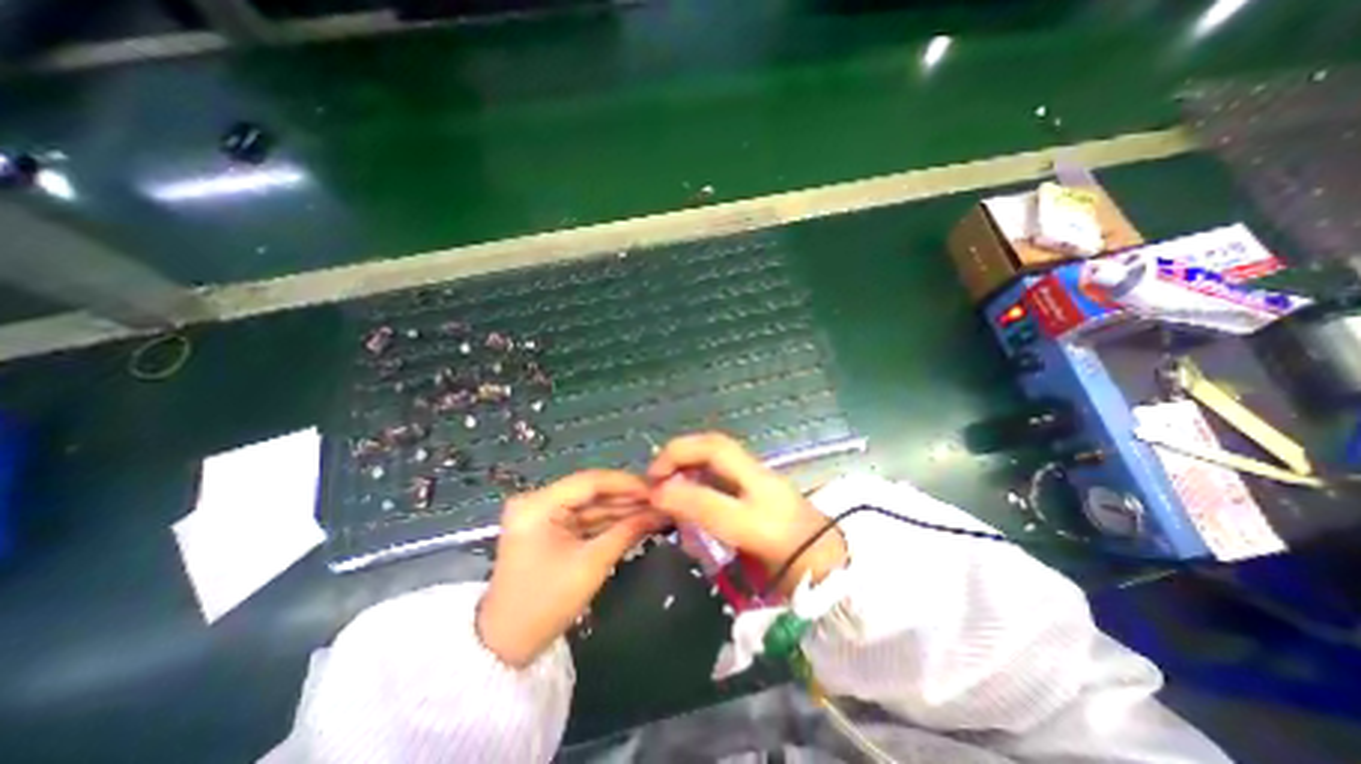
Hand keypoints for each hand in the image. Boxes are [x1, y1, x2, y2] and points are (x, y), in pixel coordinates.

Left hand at [478, 469, 668, 663]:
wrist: (506, 646)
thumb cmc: (545, 604)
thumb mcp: (591, 565)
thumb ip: (627, 531)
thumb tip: (659, 512)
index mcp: (539, 504)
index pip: (590, 481)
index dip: (627, 483)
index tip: (657, 488)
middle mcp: (538, 501)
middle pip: (591, 491)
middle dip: (627, 498)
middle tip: (661, 500)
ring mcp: (543, 514)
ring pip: (591, 504)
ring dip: (622, 509)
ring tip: (655, 510)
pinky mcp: (549, 528)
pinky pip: (584, 518)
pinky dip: (609, 522)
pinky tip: (636, 521)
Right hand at [644, 432, 847, 593]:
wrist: (829, 567)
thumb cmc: (789, 552)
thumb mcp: (743, 529)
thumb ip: (703, 508)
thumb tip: (661, 492)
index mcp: (755, 476)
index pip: (711, 450)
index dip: (677, 457)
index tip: (653, 482)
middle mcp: (754, 471)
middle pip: (714, 446)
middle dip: (680, 453)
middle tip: (656, 477)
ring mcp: (757, 480)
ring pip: (717, 457)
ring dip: (688, 461)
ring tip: (666, 482)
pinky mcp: (757, 492)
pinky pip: (723, 471)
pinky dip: (699, 473)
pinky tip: (689, 492)